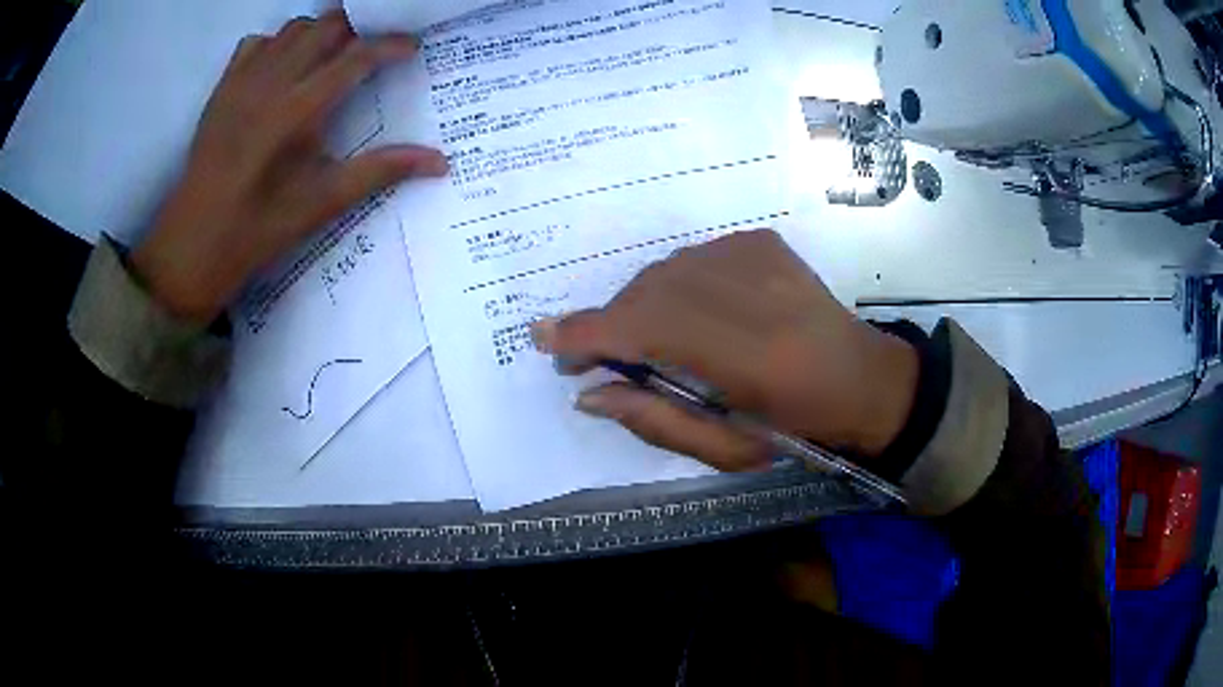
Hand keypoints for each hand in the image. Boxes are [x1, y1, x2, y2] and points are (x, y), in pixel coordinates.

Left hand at [133, 12, 447, 321]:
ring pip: (293, 28)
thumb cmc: (257, 229)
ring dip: (319, 33)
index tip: (411, 48)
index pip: (357, 56)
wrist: (192, 244)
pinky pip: (257, 42)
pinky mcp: (223, 87)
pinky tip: (283, 68)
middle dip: (357, 30)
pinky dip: (278, 43)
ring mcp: (244, 80)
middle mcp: (272, 81)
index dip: (390, 45)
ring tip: (330, 57)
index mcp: (299, 109)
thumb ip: (380, 172)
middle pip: (327, 26)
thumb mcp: (322, 204)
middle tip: (370, 51)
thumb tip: (440, 162)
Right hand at [532, 230, 918, 470]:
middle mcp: (746, 293)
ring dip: (643, 303)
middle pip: (647, 292)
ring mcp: (756, 257)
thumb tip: (588, 394)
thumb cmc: (797, 428)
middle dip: (610, 322)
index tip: (546, 340)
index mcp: (745, 357)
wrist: (862, 378)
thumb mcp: (726, 449)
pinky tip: (696, 311)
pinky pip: (694, 256)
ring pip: (665, 270)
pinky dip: (677, 284)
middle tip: (597, 355)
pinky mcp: (761, 241)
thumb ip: (654, 420)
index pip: (644, 330)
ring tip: (650, 336)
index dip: (588, 333)